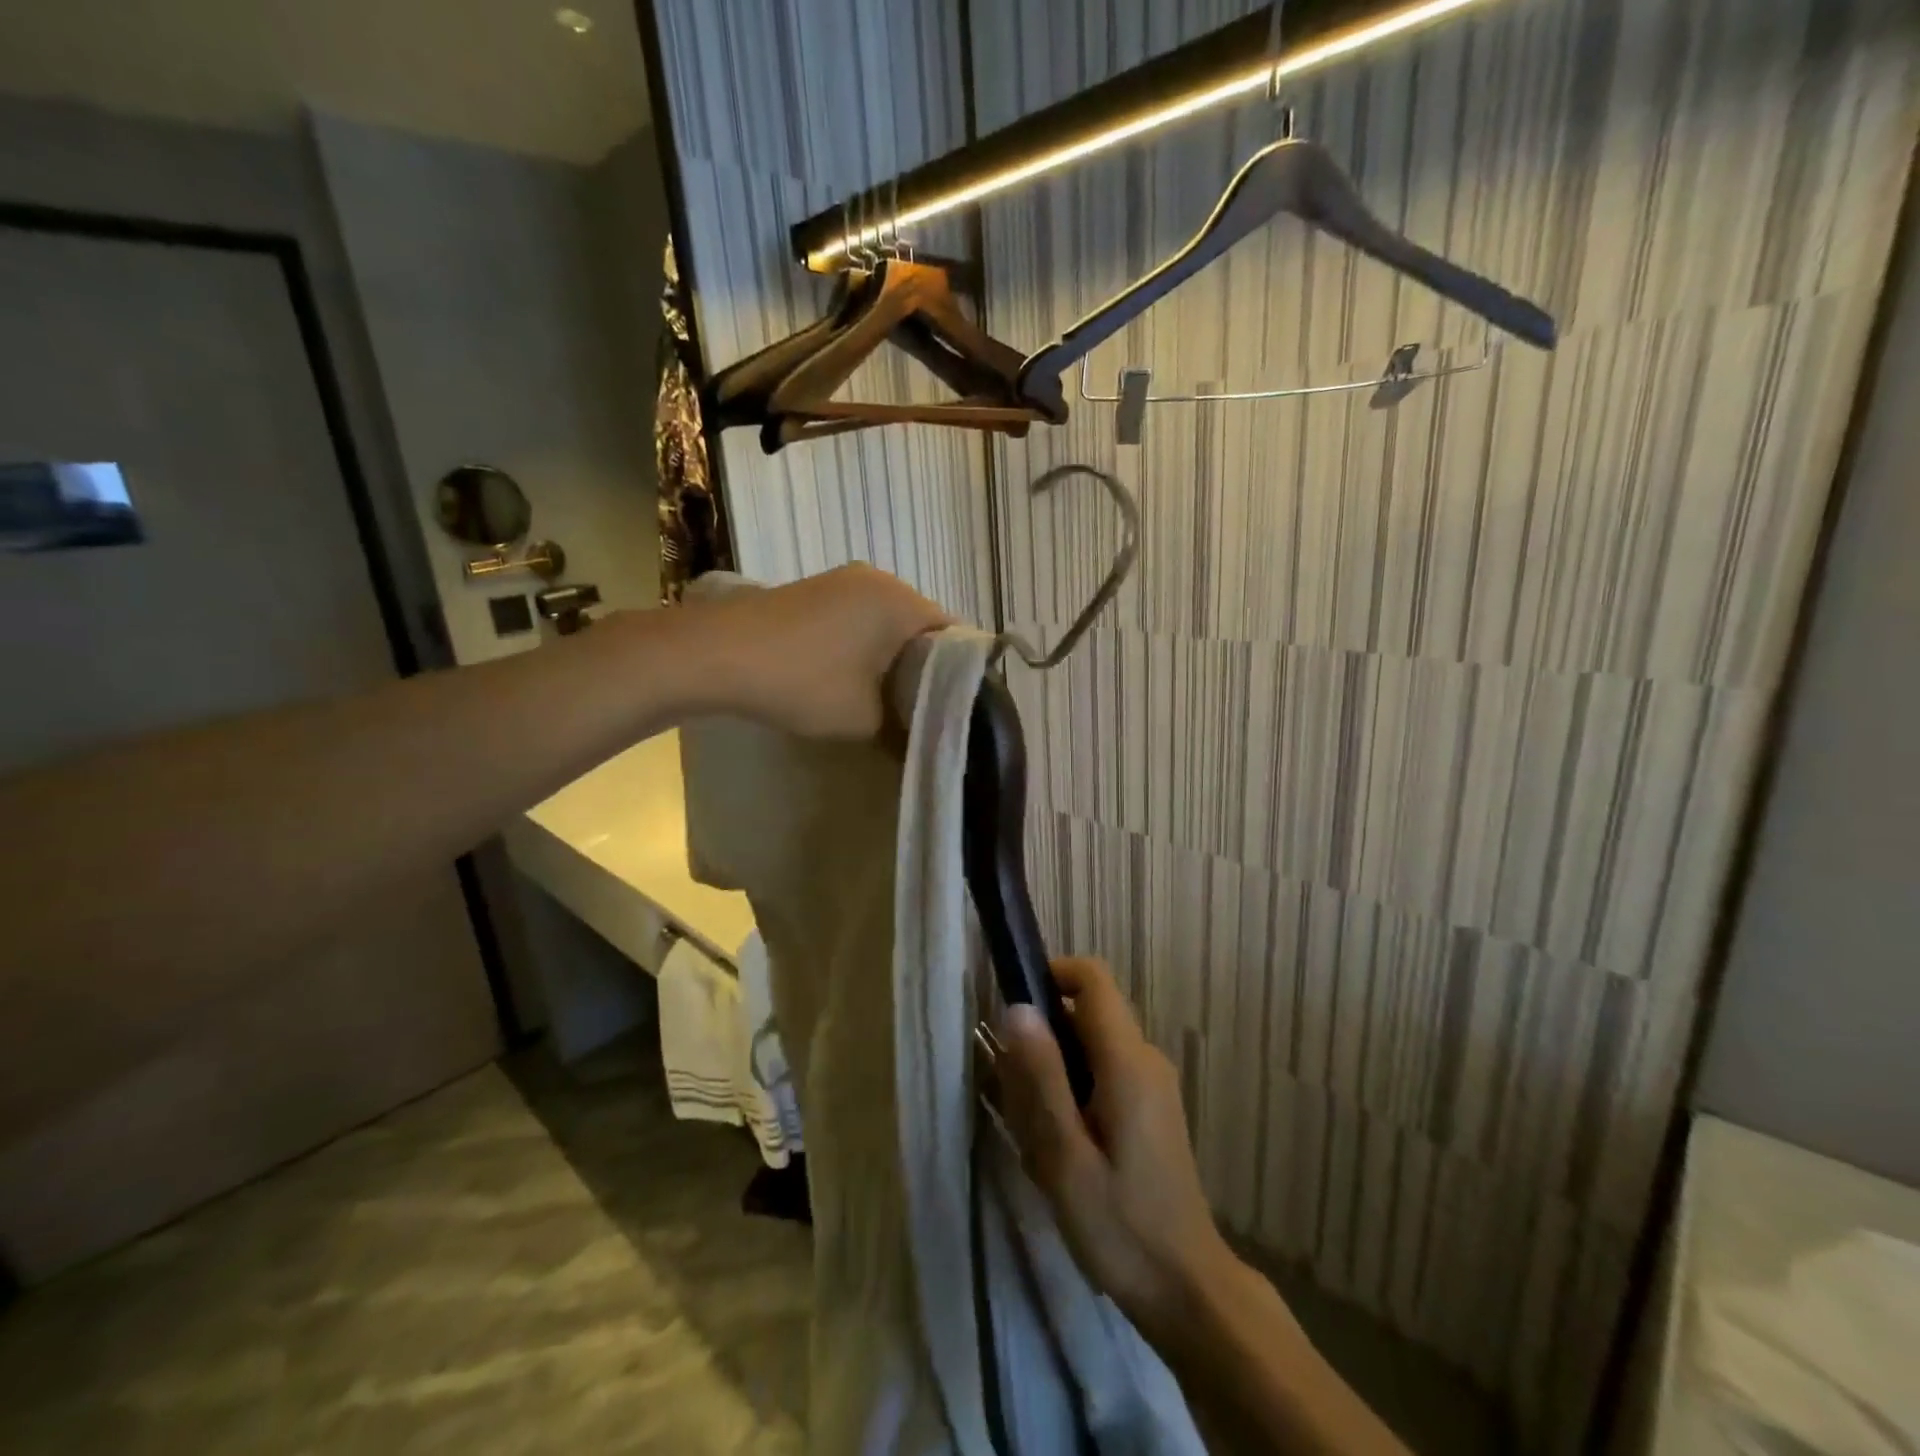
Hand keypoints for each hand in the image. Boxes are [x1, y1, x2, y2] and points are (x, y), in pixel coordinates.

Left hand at [695, 564, 949, 738]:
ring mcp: (843, 579)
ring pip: (888, 622)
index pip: (954, 636)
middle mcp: (880, 579)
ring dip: (891, 657)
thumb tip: (915, 733)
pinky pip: (859, 617)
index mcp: (902, 602)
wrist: (717, 654)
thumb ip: (902, 725)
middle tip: (920, 708)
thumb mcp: (864, 719)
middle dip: (923, 667)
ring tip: (884, 696)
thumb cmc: (804, 682)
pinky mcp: (815, 589)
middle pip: (921, 626)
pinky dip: (864, 645)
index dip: (959, 676)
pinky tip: (849, 675)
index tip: (953, 709)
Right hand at [996, 957, 1234, 1338]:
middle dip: (1042, 1041)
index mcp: (1128, 1061)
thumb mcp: (1065, 1156)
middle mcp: (1145, 1058)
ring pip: (1089, 1047)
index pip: (1092, 978)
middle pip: (1084, 1013)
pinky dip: (1072, 1094)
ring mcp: (1152, 1083)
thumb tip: (1017, 1006)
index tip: (1013, 1012)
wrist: (1188, 1291)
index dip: (1050, 974)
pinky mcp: (1150, 1107)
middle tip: (1016, 1099)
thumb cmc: (1121, 1226)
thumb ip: (1041, 1078)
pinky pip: (1102, 1074)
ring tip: (1038, 1138)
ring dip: (1054, 1074)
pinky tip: (1062, 1151)